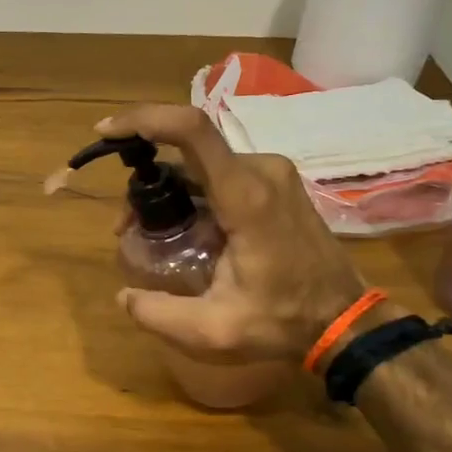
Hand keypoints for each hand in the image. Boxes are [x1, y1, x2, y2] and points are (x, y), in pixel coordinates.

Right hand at [96, 105, 365, 361]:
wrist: (345, 321)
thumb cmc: (282, 321)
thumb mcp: (215, 331)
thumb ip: (160, 315)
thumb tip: (123, 295)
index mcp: (246, 197)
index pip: (192, 131)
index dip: (144, 120)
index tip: (107, 132)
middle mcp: (261, 171)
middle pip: (186, 151)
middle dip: (146, 179)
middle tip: (126, 226)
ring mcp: (273, 173)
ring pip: (202, 162)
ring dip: (168, 188)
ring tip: (151, 232)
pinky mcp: (277, 181)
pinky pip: (220, 172)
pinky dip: (191, 191)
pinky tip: (186, 228)